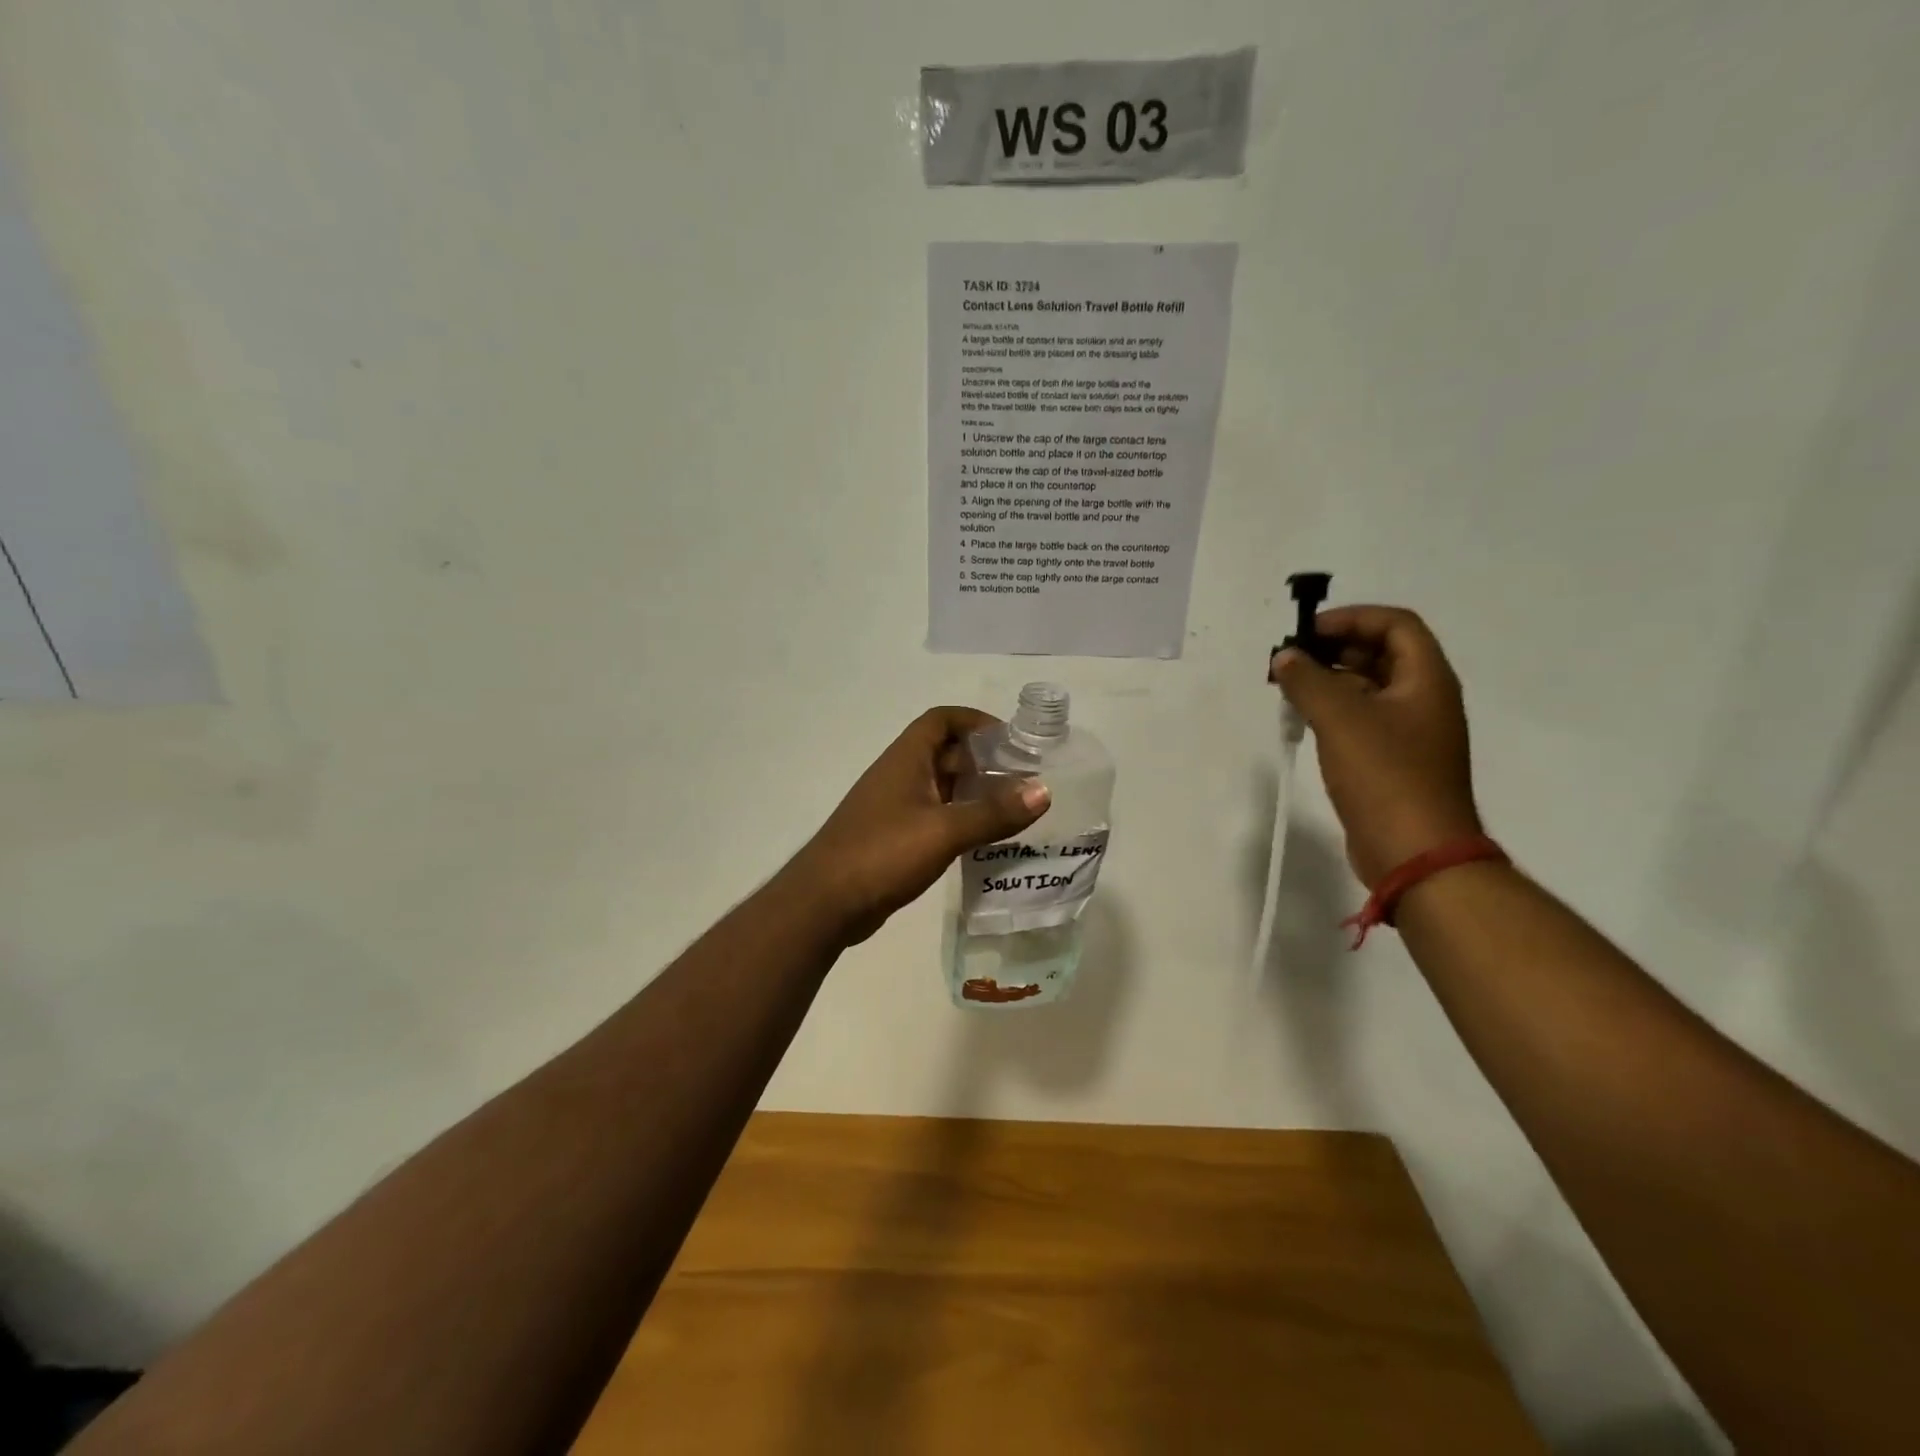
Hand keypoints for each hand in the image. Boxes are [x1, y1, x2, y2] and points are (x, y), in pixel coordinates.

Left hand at [787, 707, 1051, 943]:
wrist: (824, 903)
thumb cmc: (882, 853)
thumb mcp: (944, 831)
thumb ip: (993, 812)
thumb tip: (1043, 790)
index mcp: (906, 759)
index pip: (941, 720)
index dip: (976, 721)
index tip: (1012, 741)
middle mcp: (899, 776)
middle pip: (945, 753)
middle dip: (984, 761)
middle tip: (1023, 781)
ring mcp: (893, 808)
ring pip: (940, 788)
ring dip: (973, 793)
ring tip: (1013, 811)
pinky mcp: (892, 838)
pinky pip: (933, 817)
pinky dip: (959, 820)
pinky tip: (983, 841)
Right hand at [1270, 606, 1481, 888]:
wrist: (1415, 852)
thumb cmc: (1385, 776)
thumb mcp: (1341, 719)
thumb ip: (1309, 681)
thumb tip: (1285, 656)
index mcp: (1426, 680)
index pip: (1396, 625)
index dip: (1352, 618)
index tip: (1308, 632)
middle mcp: (1424, 700)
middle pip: (1381, 655)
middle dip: (1335, 649)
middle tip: (1291, 659)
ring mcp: (1410, 733)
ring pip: (1368, 689)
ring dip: (1330, 681)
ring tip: (1289, 688)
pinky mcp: (1393, 762)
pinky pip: (1362, 721)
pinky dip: (1333, 712)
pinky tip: (1302, 721)